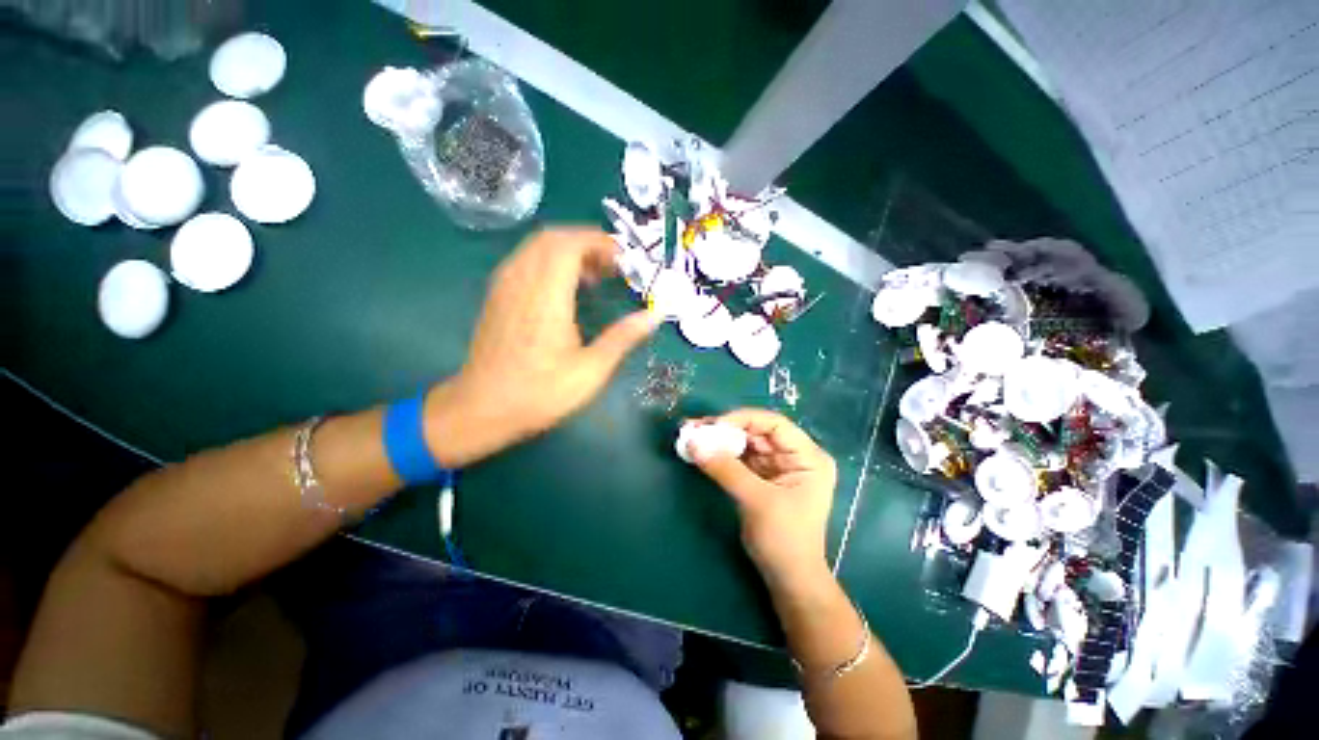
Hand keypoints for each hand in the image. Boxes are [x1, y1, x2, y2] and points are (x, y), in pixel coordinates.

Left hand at [425, 228, 657, 466]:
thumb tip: (655, 315)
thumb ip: (623, 337)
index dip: (600, 243)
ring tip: (594, 277)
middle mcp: (521, 281)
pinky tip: (565, 289)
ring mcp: (504, 286)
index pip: (569, 244)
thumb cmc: (540, 393)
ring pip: (537, 247)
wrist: (481, 409)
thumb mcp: (591, 370)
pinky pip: (526, 260)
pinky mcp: (497, 296)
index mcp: (546, 296)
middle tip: (613, 267)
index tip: (624, 262)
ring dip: (569, 251)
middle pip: (553, 238)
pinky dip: (550, 261)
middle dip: (587, 243)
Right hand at [686, 409, 837, 586]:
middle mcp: (795, 457)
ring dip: (721, 440)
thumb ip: (725, 469)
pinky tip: (704, 450)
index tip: (714, 425)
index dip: (744, 419)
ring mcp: (778, 467)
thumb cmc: (784, 540)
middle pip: (758, 432)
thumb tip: (693, 442)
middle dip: (727, 429)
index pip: (774, 425)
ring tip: (694, 436)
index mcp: (808, 457)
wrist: (788, 580)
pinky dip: (722, 455)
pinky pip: (740, 459)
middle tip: (697, 427)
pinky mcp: (763, 478)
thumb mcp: (756, 500)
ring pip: (746, 444)